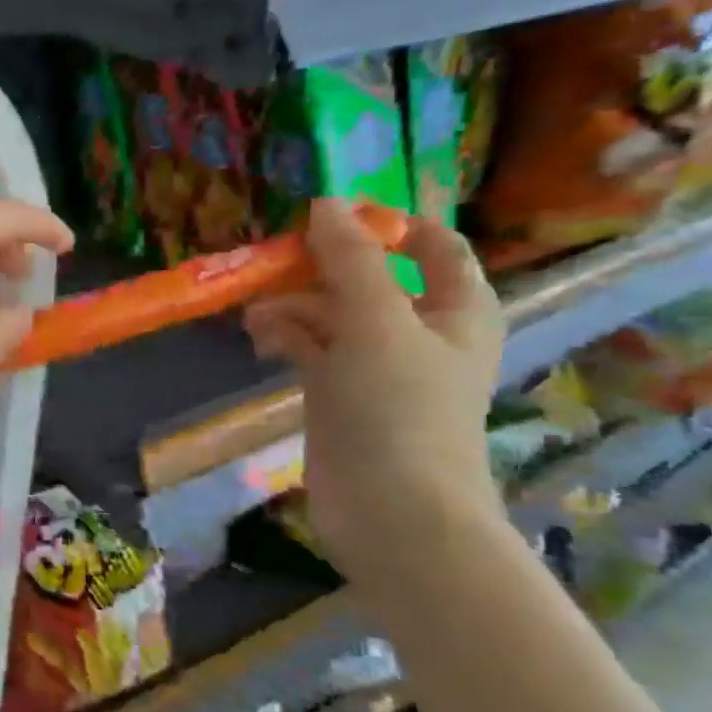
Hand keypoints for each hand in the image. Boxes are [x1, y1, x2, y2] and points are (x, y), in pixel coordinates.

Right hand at [243, 200, 505, 589]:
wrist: (390, 509)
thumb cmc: (400, 408)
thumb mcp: (377, 321)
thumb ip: (352, 260)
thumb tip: (325, 202)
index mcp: (455, 308)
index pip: (433, 246)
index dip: (388, 224)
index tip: (330, 215)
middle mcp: (419, 331)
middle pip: (371, 278)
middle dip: (323, 266)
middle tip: (275, 259)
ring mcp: (375, 365)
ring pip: (332, 314)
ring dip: (295, 305)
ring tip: (255, 312)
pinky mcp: (338, 394)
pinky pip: (310, 349)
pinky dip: (286, 337)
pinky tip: (258, 337)